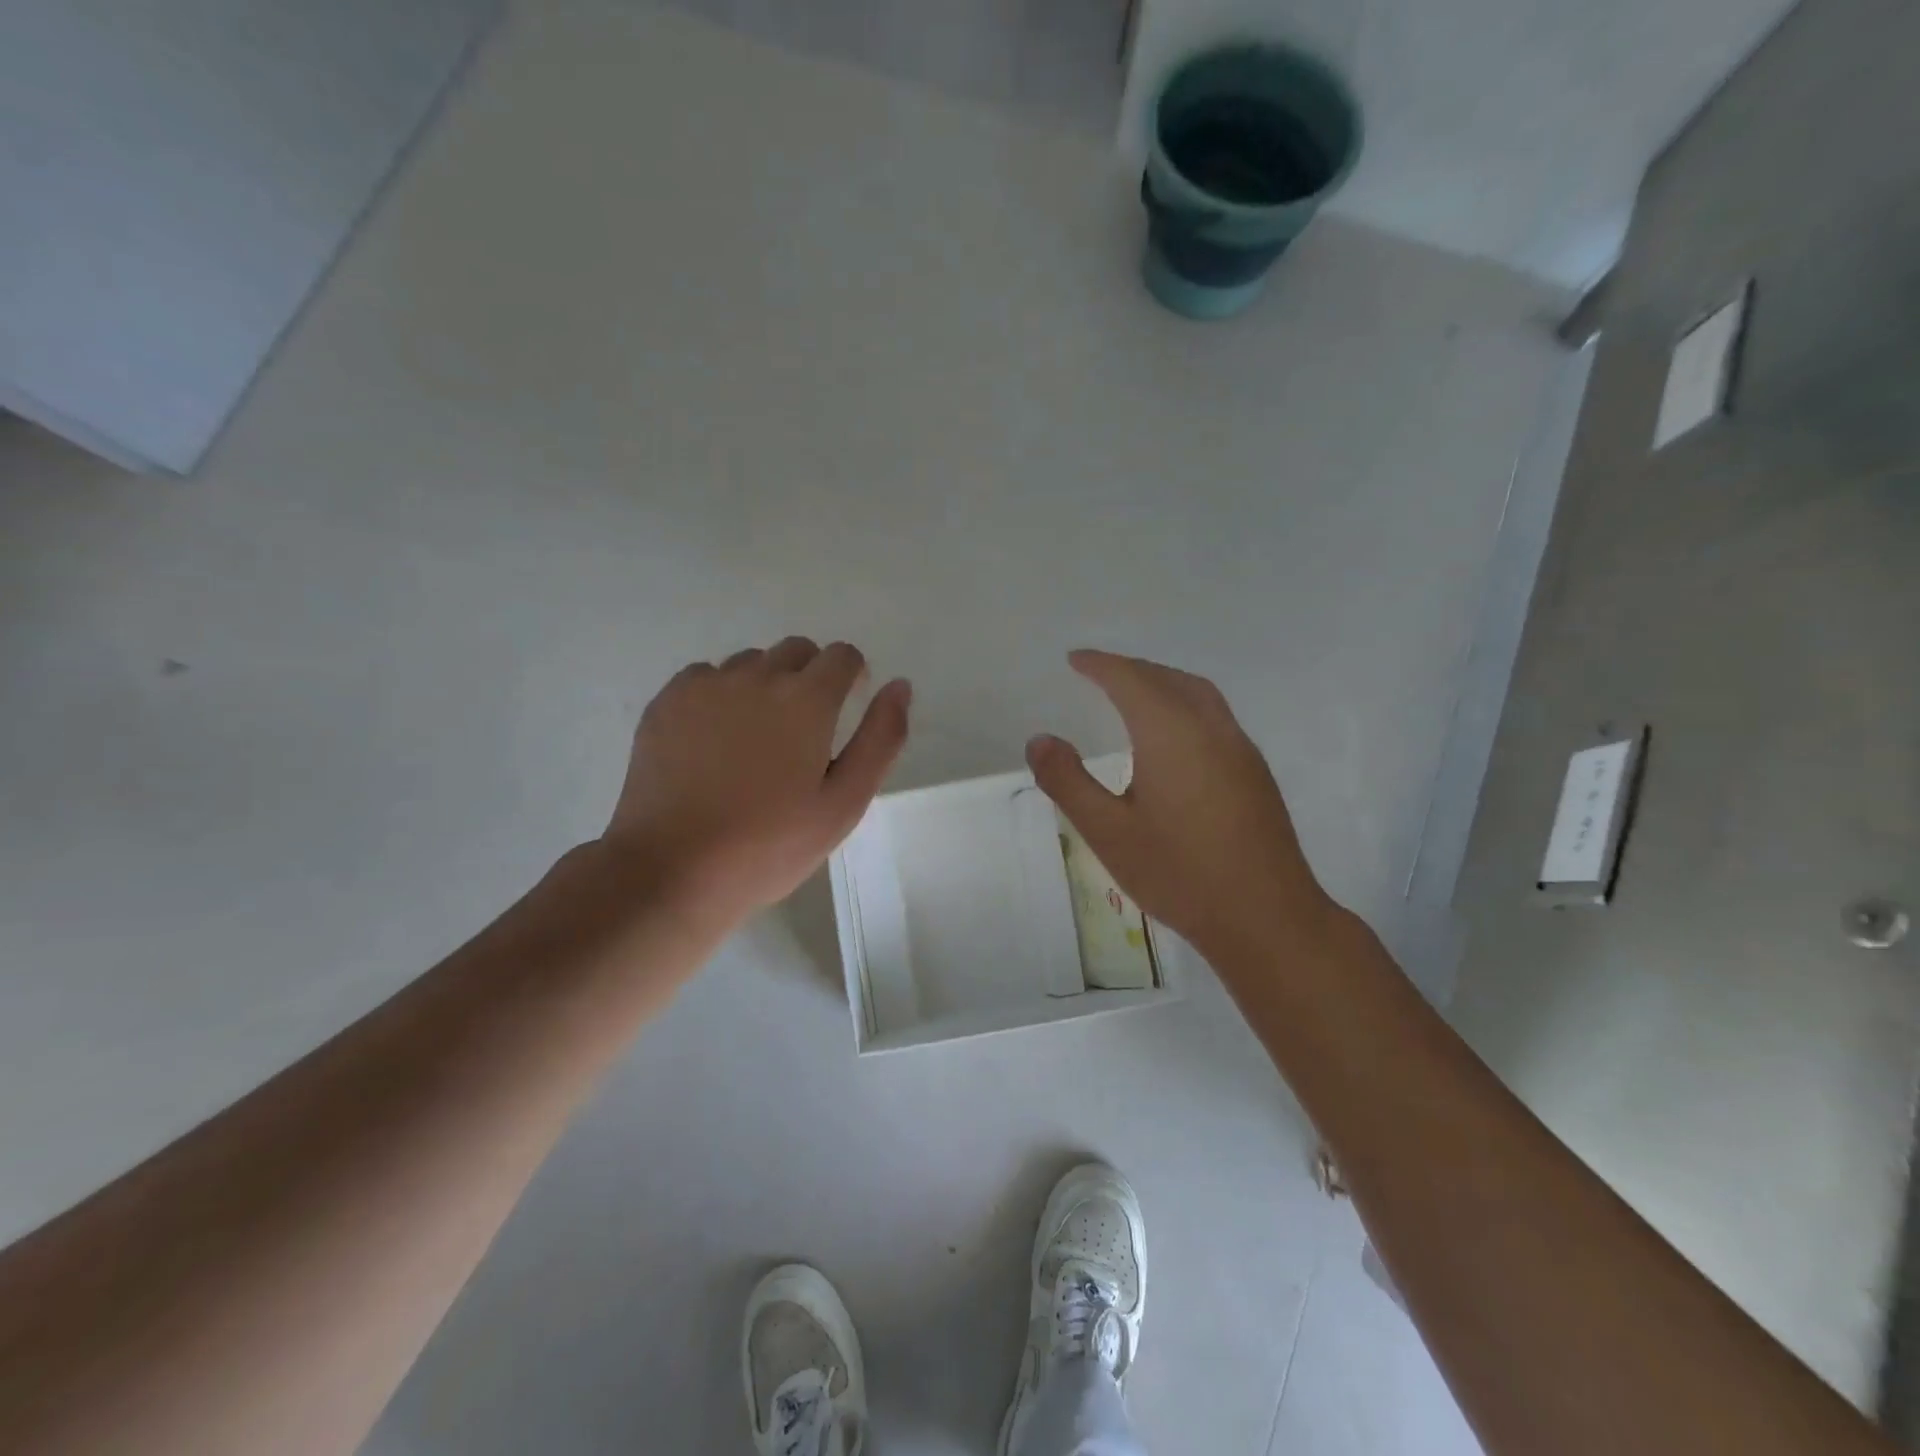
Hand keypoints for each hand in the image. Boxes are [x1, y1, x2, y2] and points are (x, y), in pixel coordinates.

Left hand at [603, 637, 910, 927]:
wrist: (672, 869)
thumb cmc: (770, 844)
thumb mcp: (844, 803)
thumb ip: (881, 739)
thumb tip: (899, 686)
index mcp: (807, 699)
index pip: (842, 655)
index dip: (851, 676)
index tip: (845, 707)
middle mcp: (757, 676)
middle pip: (797, 650)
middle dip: (810, 677)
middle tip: (803, 732)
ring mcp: (706, 685)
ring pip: (750, 663)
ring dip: (764, 685)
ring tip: (755, 741)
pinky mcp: (666, 702)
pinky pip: (706, 677)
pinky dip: (719, 695)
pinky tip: (713, 741)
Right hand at [1026, 650, 1333, 966]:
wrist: (1265, 917)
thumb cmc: (1179, 874)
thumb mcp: (1108, 832)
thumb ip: (1068, 782)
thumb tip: (1039, 739)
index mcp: (1171, 733)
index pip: (1131, 679)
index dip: (1101, 665)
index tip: (1076, 660)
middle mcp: (1211, 728)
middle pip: (1168, 679)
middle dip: (1131, 669)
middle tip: (1098, 673)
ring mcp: (1240, 749)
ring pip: (1198, 694)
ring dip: (1162, 682)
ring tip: (1133, 693)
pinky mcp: (1255, 772)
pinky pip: (1215, 716)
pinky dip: (1184, 704)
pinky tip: (1173, 736)